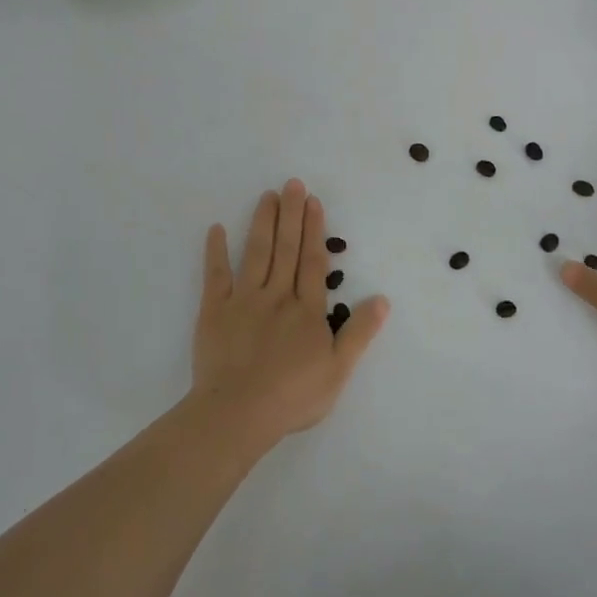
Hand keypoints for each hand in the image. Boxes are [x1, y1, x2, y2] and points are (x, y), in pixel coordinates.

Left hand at [190, 179, 388, 445]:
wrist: (238, 413)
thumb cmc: (293, 396)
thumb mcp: (338, 370)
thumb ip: (359, 333)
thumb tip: (382, 299)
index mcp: (307, 310)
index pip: (313, 262)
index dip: (314, 231)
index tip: (313, 202)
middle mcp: (277, 296)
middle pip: (286, 249)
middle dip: (291, 215)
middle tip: (292, 183)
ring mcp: (243, 301)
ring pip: (256, 254)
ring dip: (263, 223)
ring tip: (267, 196)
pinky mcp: (214, 312)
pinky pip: (215, 276)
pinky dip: (216, 252)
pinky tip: (217, 229)